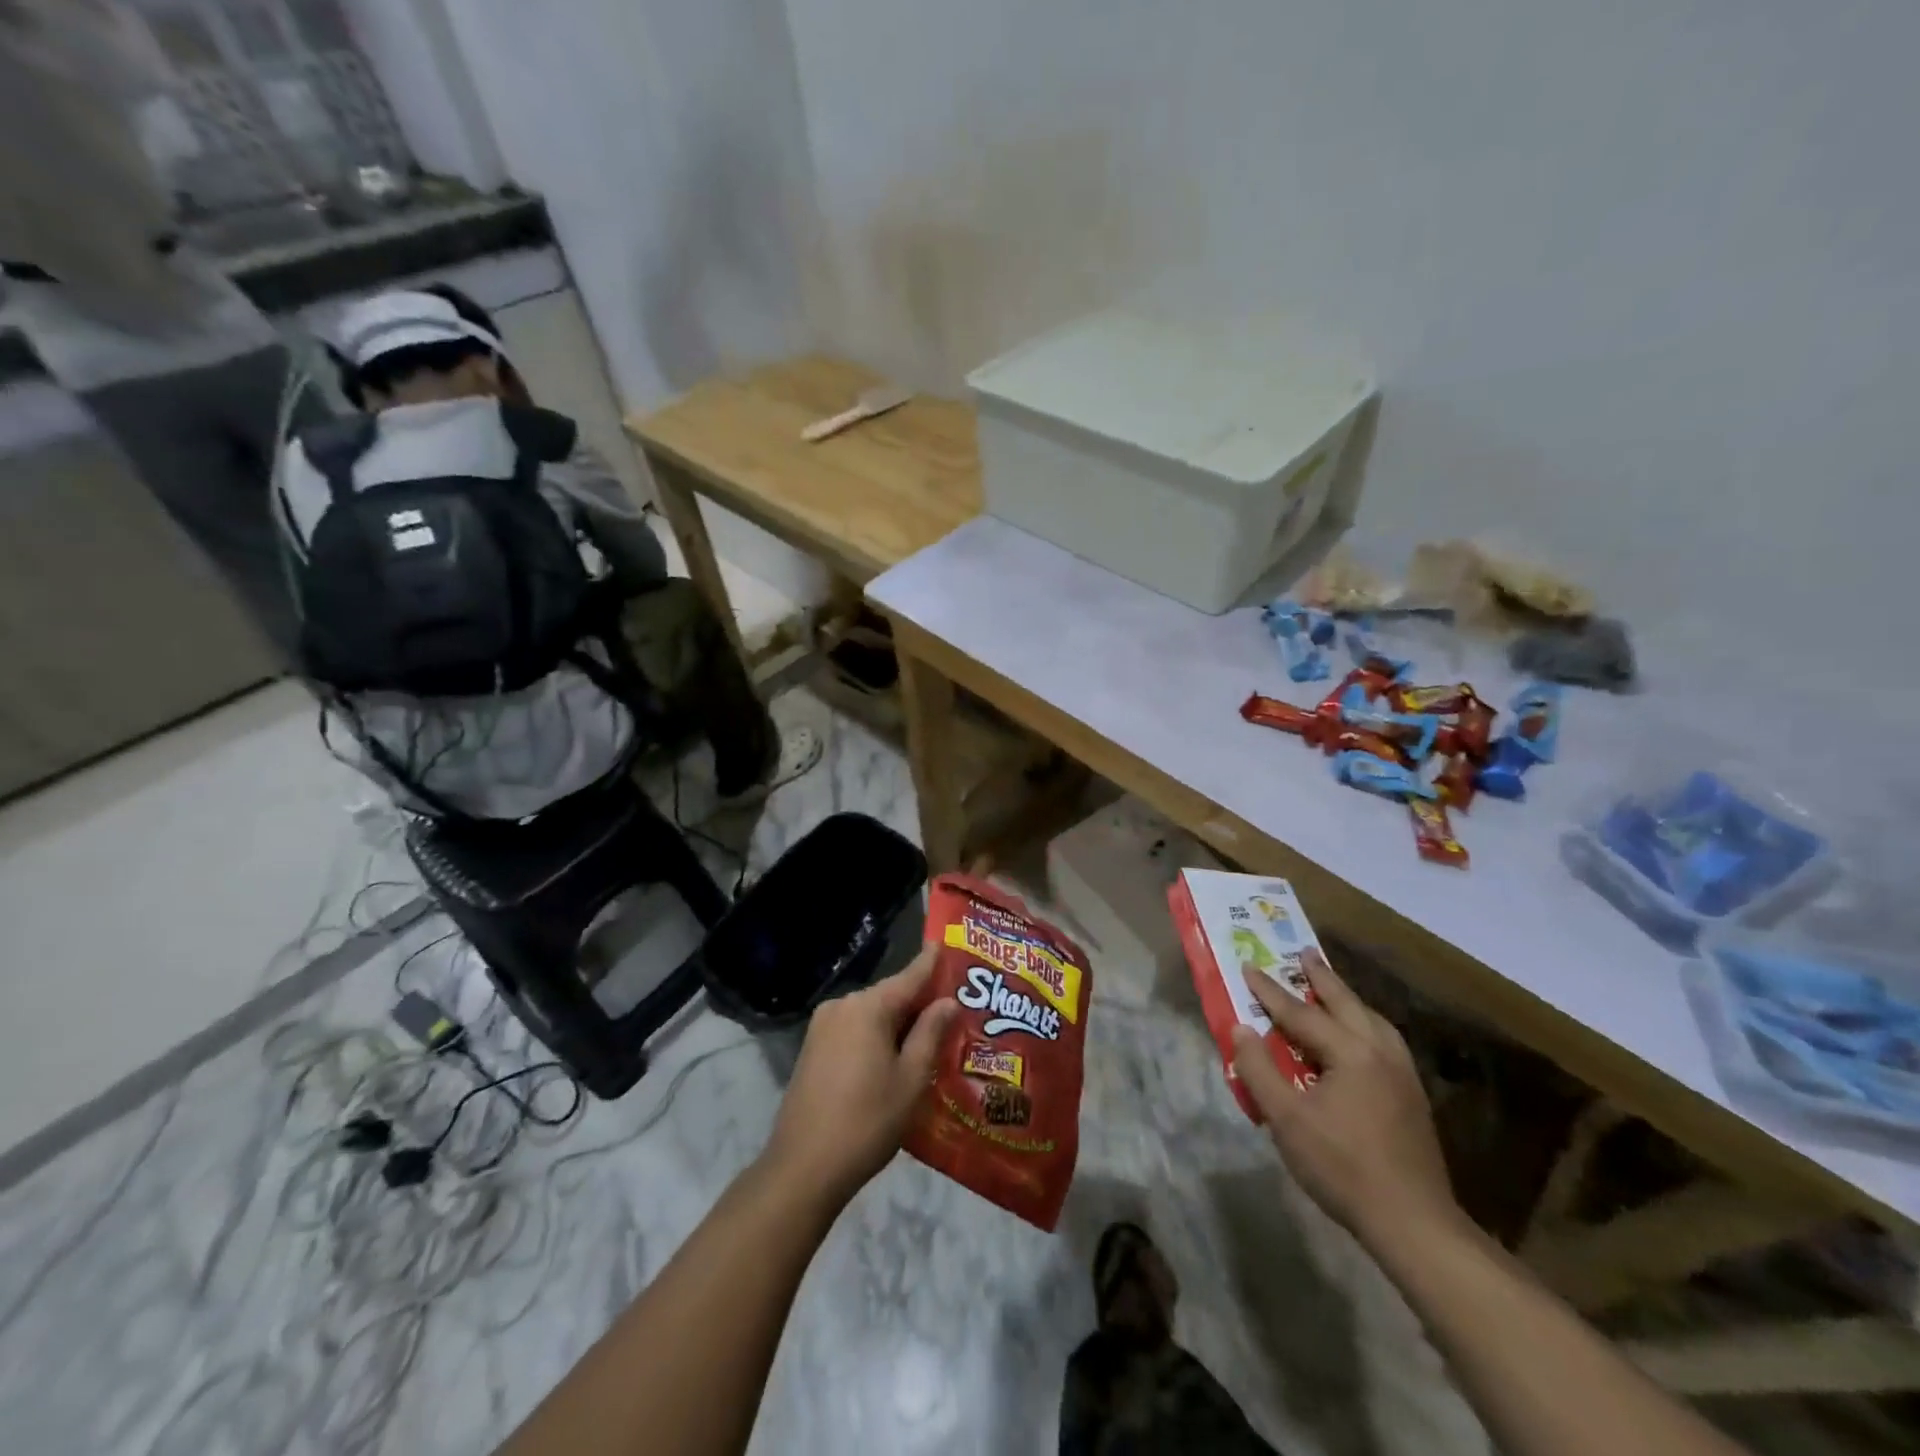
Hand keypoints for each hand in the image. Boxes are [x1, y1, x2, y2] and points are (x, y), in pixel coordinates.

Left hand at [762, 947, 957, 1207]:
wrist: (803, 1168)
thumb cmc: (867, 1121)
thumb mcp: (911, 1078)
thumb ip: (931, 1033)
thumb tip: (947, 1001)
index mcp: (868, 1007)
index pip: (909, 977)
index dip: (930, 963)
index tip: (944, 944)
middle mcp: (842, 1006)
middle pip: (890, 995)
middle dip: (918, 1001)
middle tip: (951, 1009)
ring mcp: (822, 1027)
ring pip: (871, 1014)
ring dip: (898, 1022)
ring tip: (929, 1036)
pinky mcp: (812, 1048)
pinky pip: (854, 1030)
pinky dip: (876, 1036)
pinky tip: (894, 1056)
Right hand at [1231, 949, 1462, 1250]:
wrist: (1413, 1223)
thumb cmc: (1341, 1166)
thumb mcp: (1286, 1119)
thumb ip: (1258, 1069)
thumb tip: (1240, 1028)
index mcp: (1351, 1052)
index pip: (1301, 1012)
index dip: (1270, 991)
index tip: (1248, 966)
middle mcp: (1381, 1052)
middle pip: (1346, 1003)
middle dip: (1321, 977)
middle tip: (1303, 952)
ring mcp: (1403, 1074)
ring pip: (1372, 1020)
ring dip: (1347, 999)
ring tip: (1331, 987)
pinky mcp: (1412, 1096)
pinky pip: (1384, 1040)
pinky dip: (1365, 1023)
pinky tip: (1359, 1036)